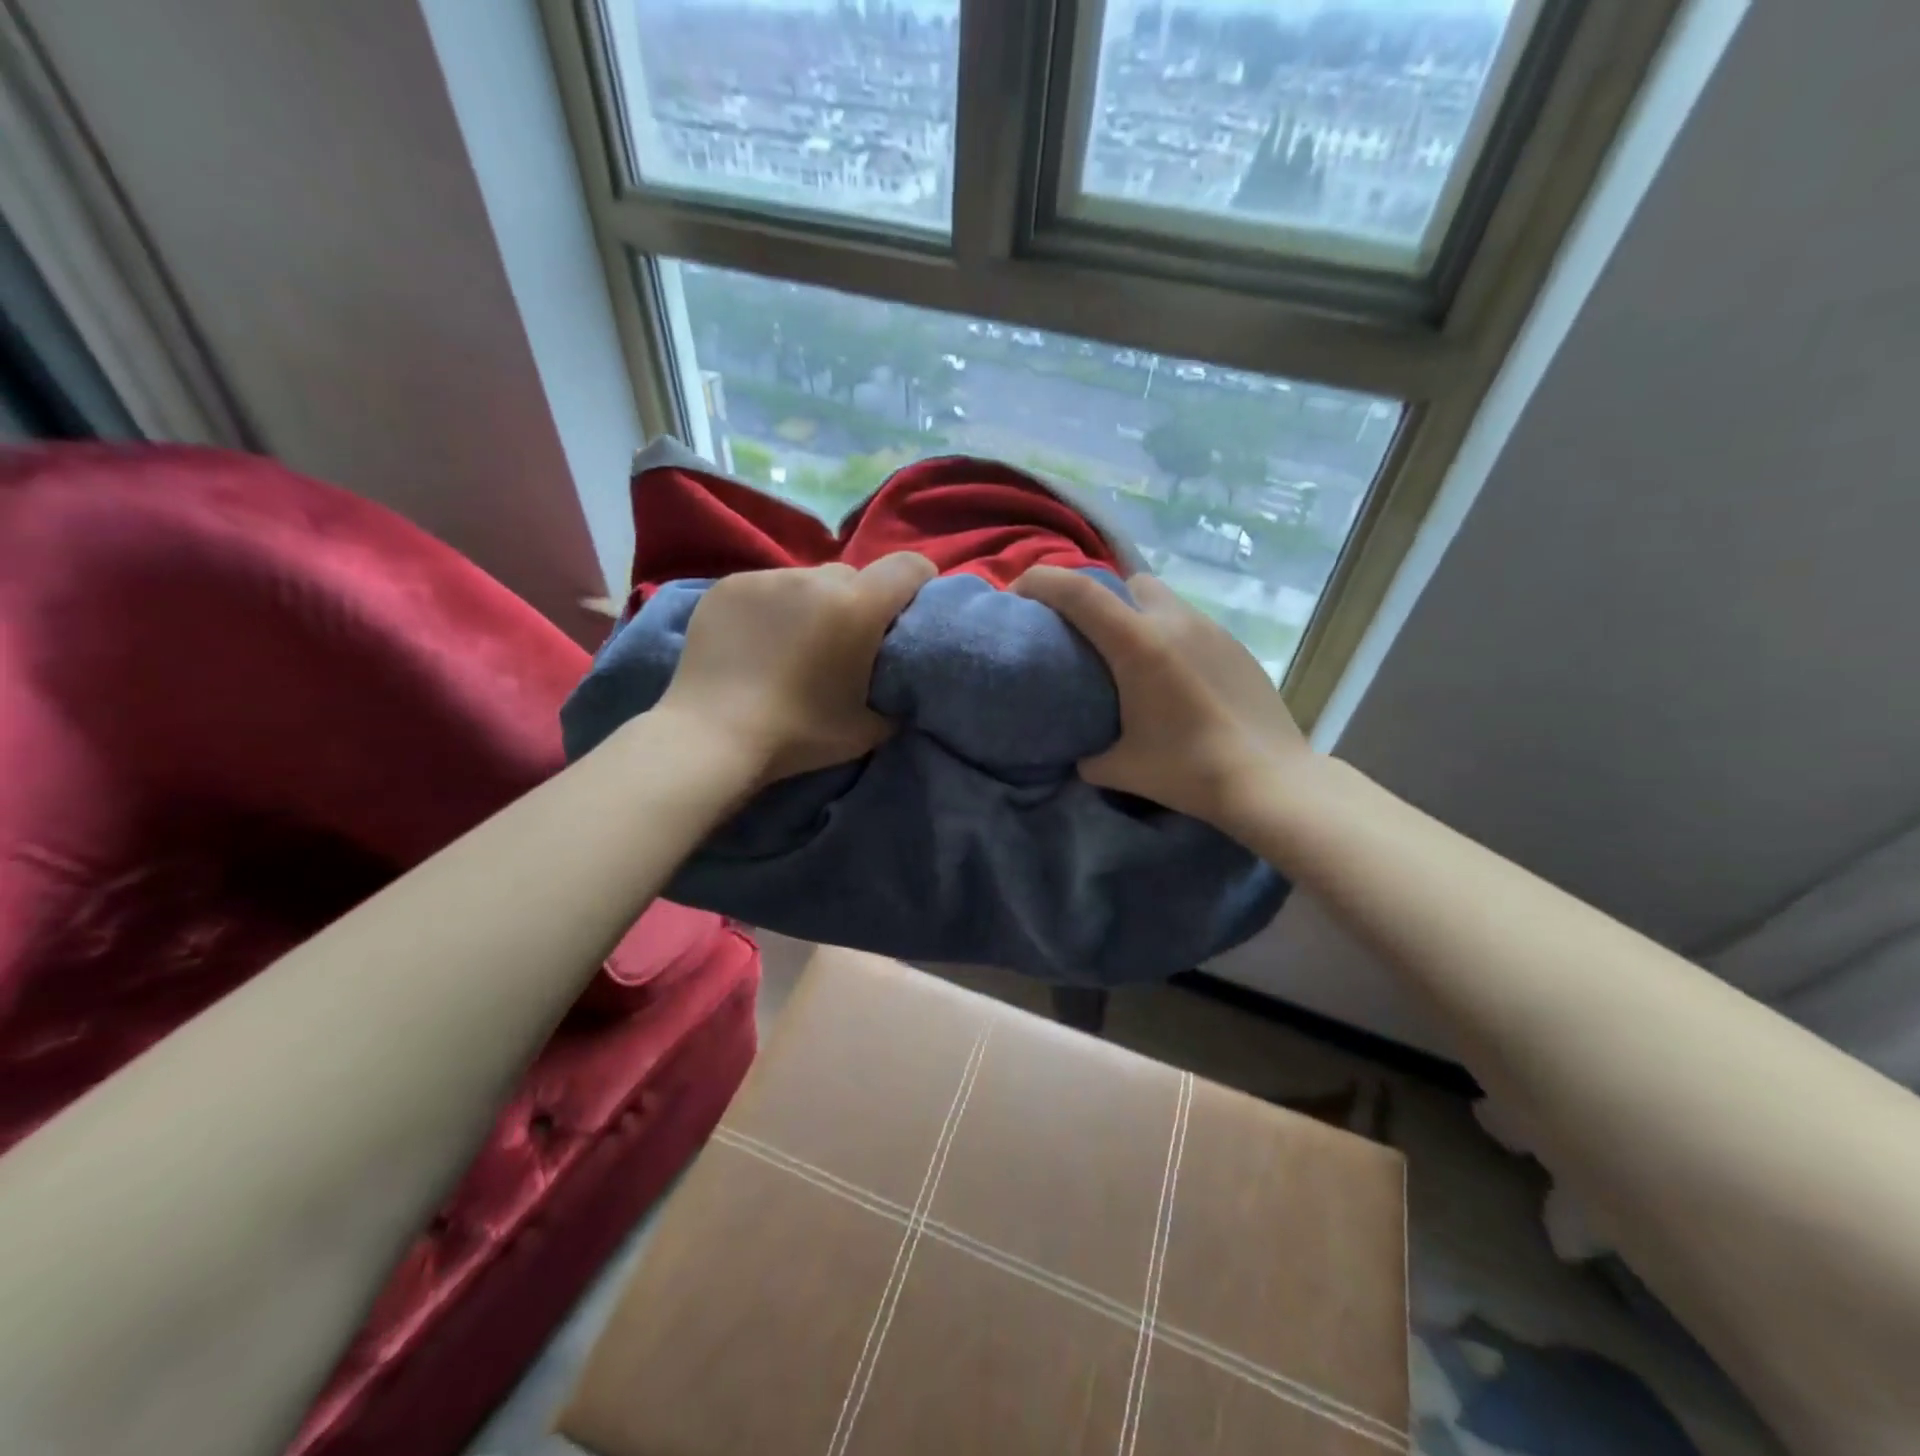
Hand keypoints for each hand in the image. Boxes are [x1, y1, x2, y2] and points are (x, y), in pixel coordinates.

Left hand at [657, 554, 935, 784]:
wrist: (713, 737)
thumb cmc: (799, 735)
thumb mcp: (867, 730)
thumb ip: (893, 700)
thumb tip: (896, 690)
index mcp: (857, 607)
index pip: (908, 566)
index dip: (920, 580)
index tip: (913, 605)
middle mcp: (815, 578)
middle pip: (853, 576)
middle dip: (858, 601)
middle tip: (846, 641)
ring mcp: (766, 578)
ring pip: (807, 580)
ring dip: (813, 603)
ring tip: (795, 643)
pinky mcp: (728, 586)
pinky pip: (766, 587)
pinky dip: (772, 607)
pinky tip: (757, 642)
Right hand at [1013, 566, 1308, 828]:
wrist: (1270, 780)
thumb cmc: (1188, 771)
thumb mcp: (1120, 768)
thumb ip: (1088, 754)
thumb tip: (1082, 752)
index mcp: (1138, 644)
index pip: (1077, 591)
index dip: (1040, 581)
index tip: (1018, 593)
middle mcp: (1173, 622)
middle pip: (1125, 583)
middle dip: (1100, 597)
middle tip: (1089, 637)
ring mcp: (1211, 629)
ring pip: (1162, 600)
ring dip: (1138, 616)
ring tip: (1133, 658)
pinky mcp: (1235, 646)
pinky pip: (1190, 625)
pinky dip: (1171, 637)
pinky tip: (1175, 678)